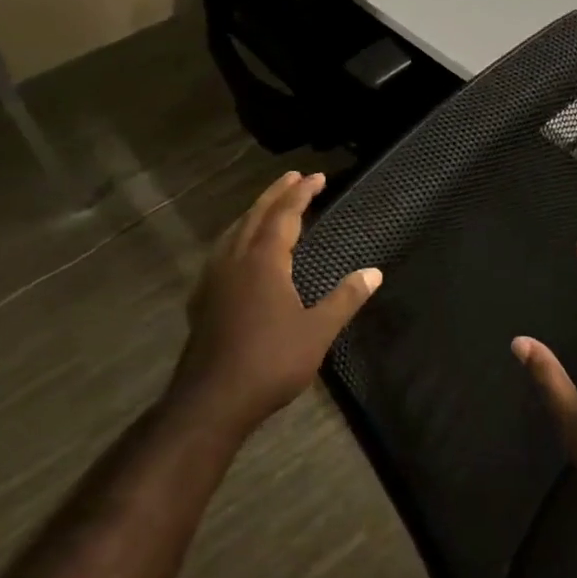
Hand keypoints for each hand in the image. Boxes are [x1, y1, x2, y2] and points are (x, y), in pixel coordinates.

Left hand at [171, 171, 381, 437]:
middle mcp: (235, 261)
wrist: (212, 400)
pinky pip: (222, 252)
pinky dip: (238, 236)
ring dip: (254, 212)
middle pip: (256, 216)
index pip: (285, 216)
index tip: (317, 177)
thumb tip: (374, 272)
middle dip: (276, 193)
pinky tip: (240, 251)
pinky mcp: (202, 299)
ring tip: (269, 205)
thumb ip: (345, 298)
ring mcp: (214, 279)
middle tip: (294, 177)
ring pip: (234, 232)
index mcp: (263, 262)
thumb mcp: (318, 331)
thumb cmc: (271, 362)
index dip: (302, 194)